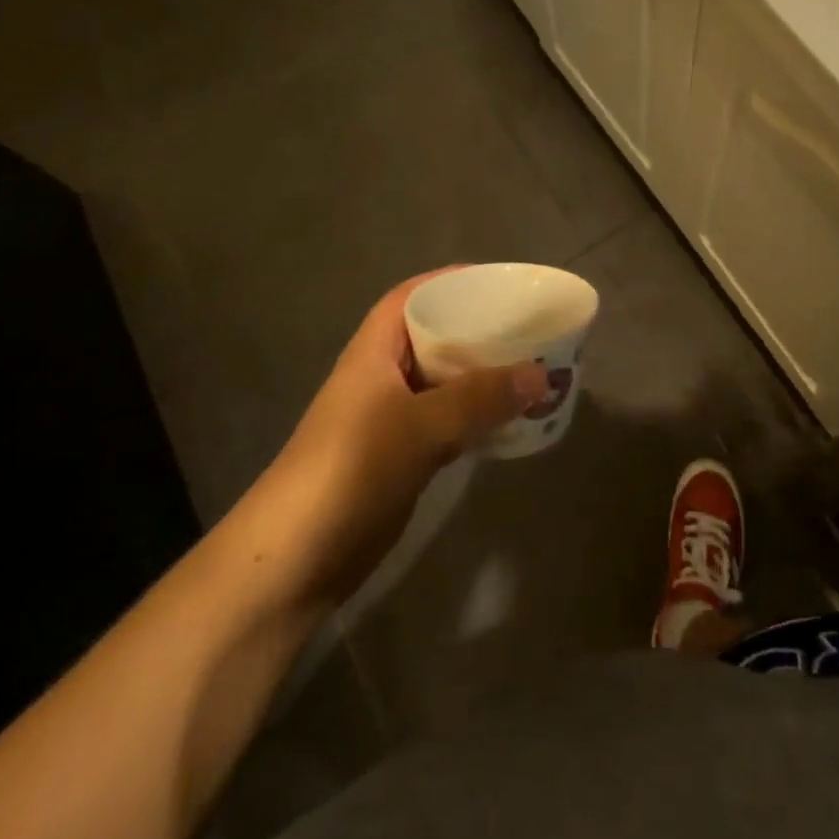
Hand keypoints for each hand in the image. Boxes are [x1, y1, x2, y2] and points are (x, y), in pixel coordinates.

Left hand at [231, 271, 547, 611]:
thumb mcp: (419, 425)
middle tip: (530, 327)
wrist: (297, 557)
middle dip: (479, 330)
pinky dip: (478, 416)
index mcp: (375, 350)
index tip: (499, 283)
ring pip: (445, 382)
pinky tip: (512, 419)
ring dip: (484, 376)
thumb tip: (541, 374)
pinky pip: (449, 422)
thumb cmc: (352, 469)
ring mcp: (391, 418)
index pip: (412, 296)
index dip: (451, 281)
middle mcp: (383, 376)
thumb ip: (480, 398)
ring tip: (533, 368)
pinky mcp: (402, 456)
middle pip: (435, 337)